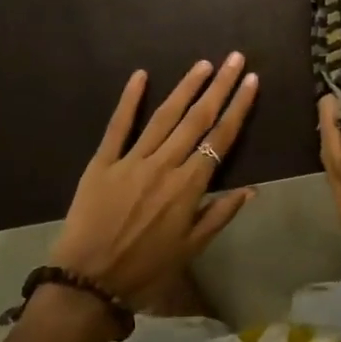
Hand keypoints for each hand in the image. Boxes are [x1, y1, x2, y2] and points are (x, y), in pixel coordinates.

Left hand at [51, 54, 258, 302]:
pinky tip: (141, 75)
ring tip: (203, 64)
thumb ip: (220, 215)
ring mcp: (132, 160)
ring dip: (186, 87)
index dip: (238, 108)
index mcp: (188, 187)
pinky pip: (118, 126)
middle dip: (219, 86)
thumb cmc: (145, 270)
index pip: (220, 139)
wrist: (88, 283)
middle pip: (197, 119)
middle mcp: (164, 165)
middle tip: (235, 58)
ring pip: (164, 116)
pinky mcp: (103, 162)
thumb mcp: (190, 250)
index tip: (251, 81)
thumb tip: (252, 189)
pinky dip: (129, 99)